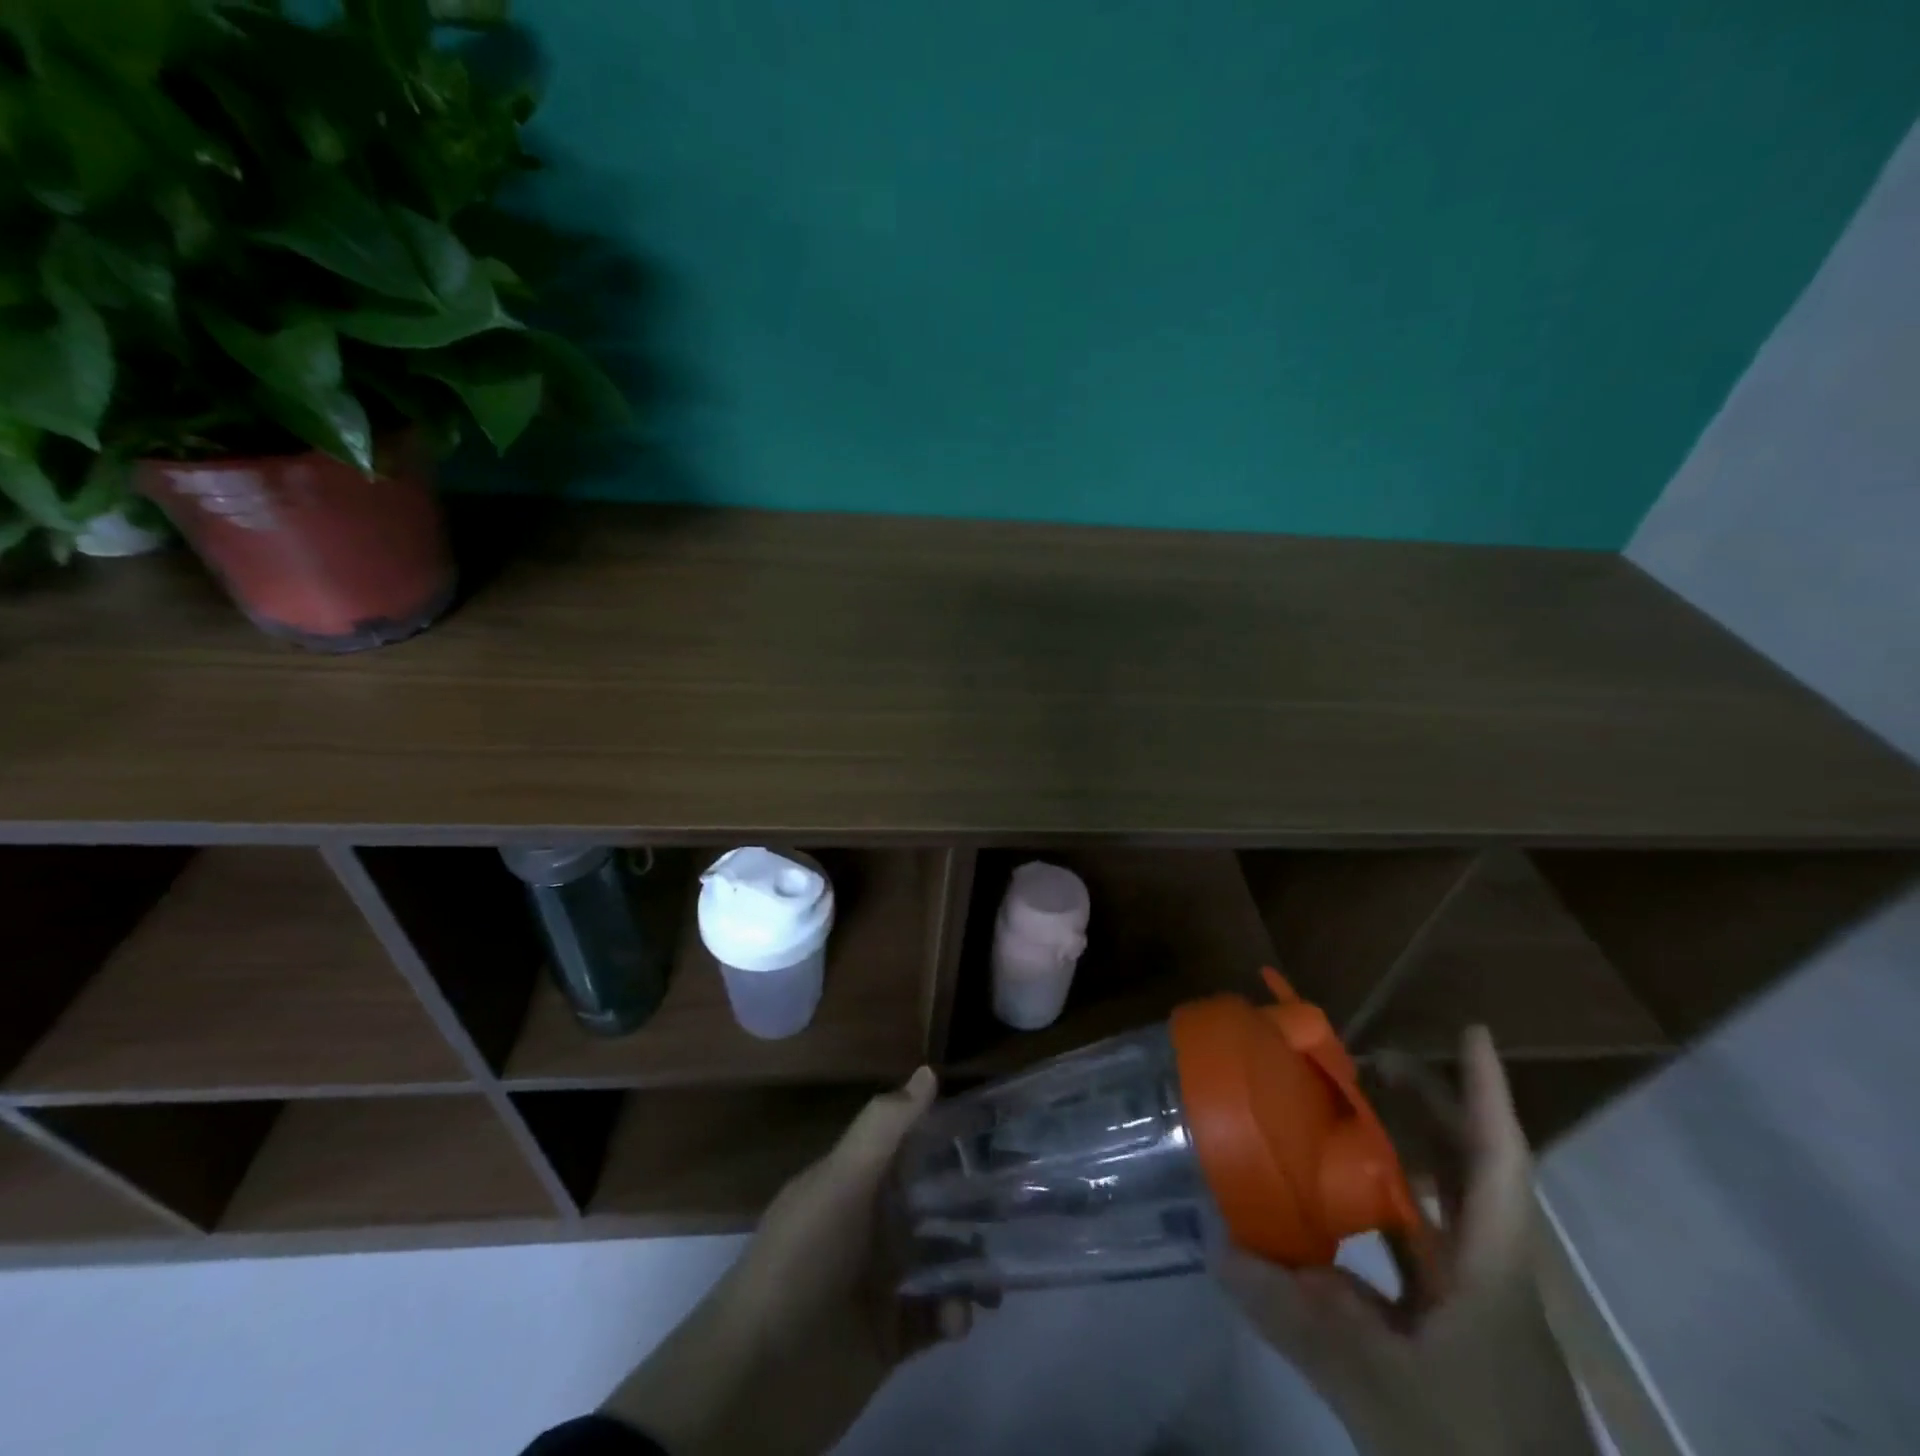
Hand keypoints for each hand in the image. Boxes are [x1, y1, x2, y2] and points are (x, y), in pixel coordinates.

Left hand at [603, 1067, 974, 1455]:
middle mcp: (867, 1226)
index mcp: (852, 1184)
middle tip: (1020, 1202)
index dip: (945, 1138)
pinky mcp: (887, 1337)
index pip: (905, 1148)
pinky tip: (958, 1316)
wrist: (756, 1382)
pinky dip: (952, 1313)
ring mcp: (877, 1283)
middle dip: (970, 1203)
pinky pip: (933, 1317)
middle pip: (929, 1203)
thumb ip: (884, 1127)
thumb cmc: (801, 1262)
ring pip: (938, 1260)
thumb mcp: (840, 1181)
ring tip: (998, 1279)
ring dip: (970, 1263)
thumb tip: (928, 1071)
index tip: (993, 1130)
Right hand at [1214, 1028, 1597, 1455]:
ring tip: (1340, 1121)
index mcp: (1492, 1271)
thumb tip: (1220, 1248)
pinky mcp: (1457, 1342)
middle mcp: (1492, 1276)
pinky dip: (1379, 1222)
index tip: (1473, 1030)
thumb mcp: (1377, 1391)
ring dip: (1401, 1159)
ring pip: (1442, 1212)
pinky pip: (1415, 1257)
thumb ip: (1295, 1317)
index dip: (1486, 1092)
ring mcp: (1477, 1311)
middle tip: (1369, 1062)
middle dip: (1427, 1107)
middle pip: (1468, 1171)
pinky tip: (1330, 1218)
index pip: (1498, 1161)